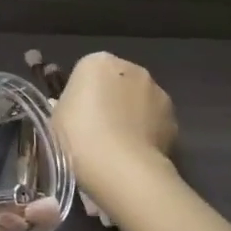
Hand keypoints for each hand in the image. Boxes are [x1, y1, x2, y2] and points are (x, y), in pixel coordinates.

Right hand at [51, 53, 177, 205]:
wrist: (120, 167)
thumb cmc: (78, 137)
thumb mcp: (56, 119)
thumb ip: (67, 106)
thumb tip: (76, 110)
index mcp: (97, 62)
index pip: (87, 72)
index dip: (82, 95)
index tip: (77, 117)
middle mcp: (132, 68)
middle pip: (118, 82)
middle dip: (110, 100)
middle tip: (96, 130)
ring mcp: (157, 92)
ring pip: (140, 101)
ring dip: (132, 115)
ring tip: (118, 146)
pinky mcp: (174, 118)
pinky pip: (155, 122)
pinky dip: (148, 133)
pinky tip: (135, 154)